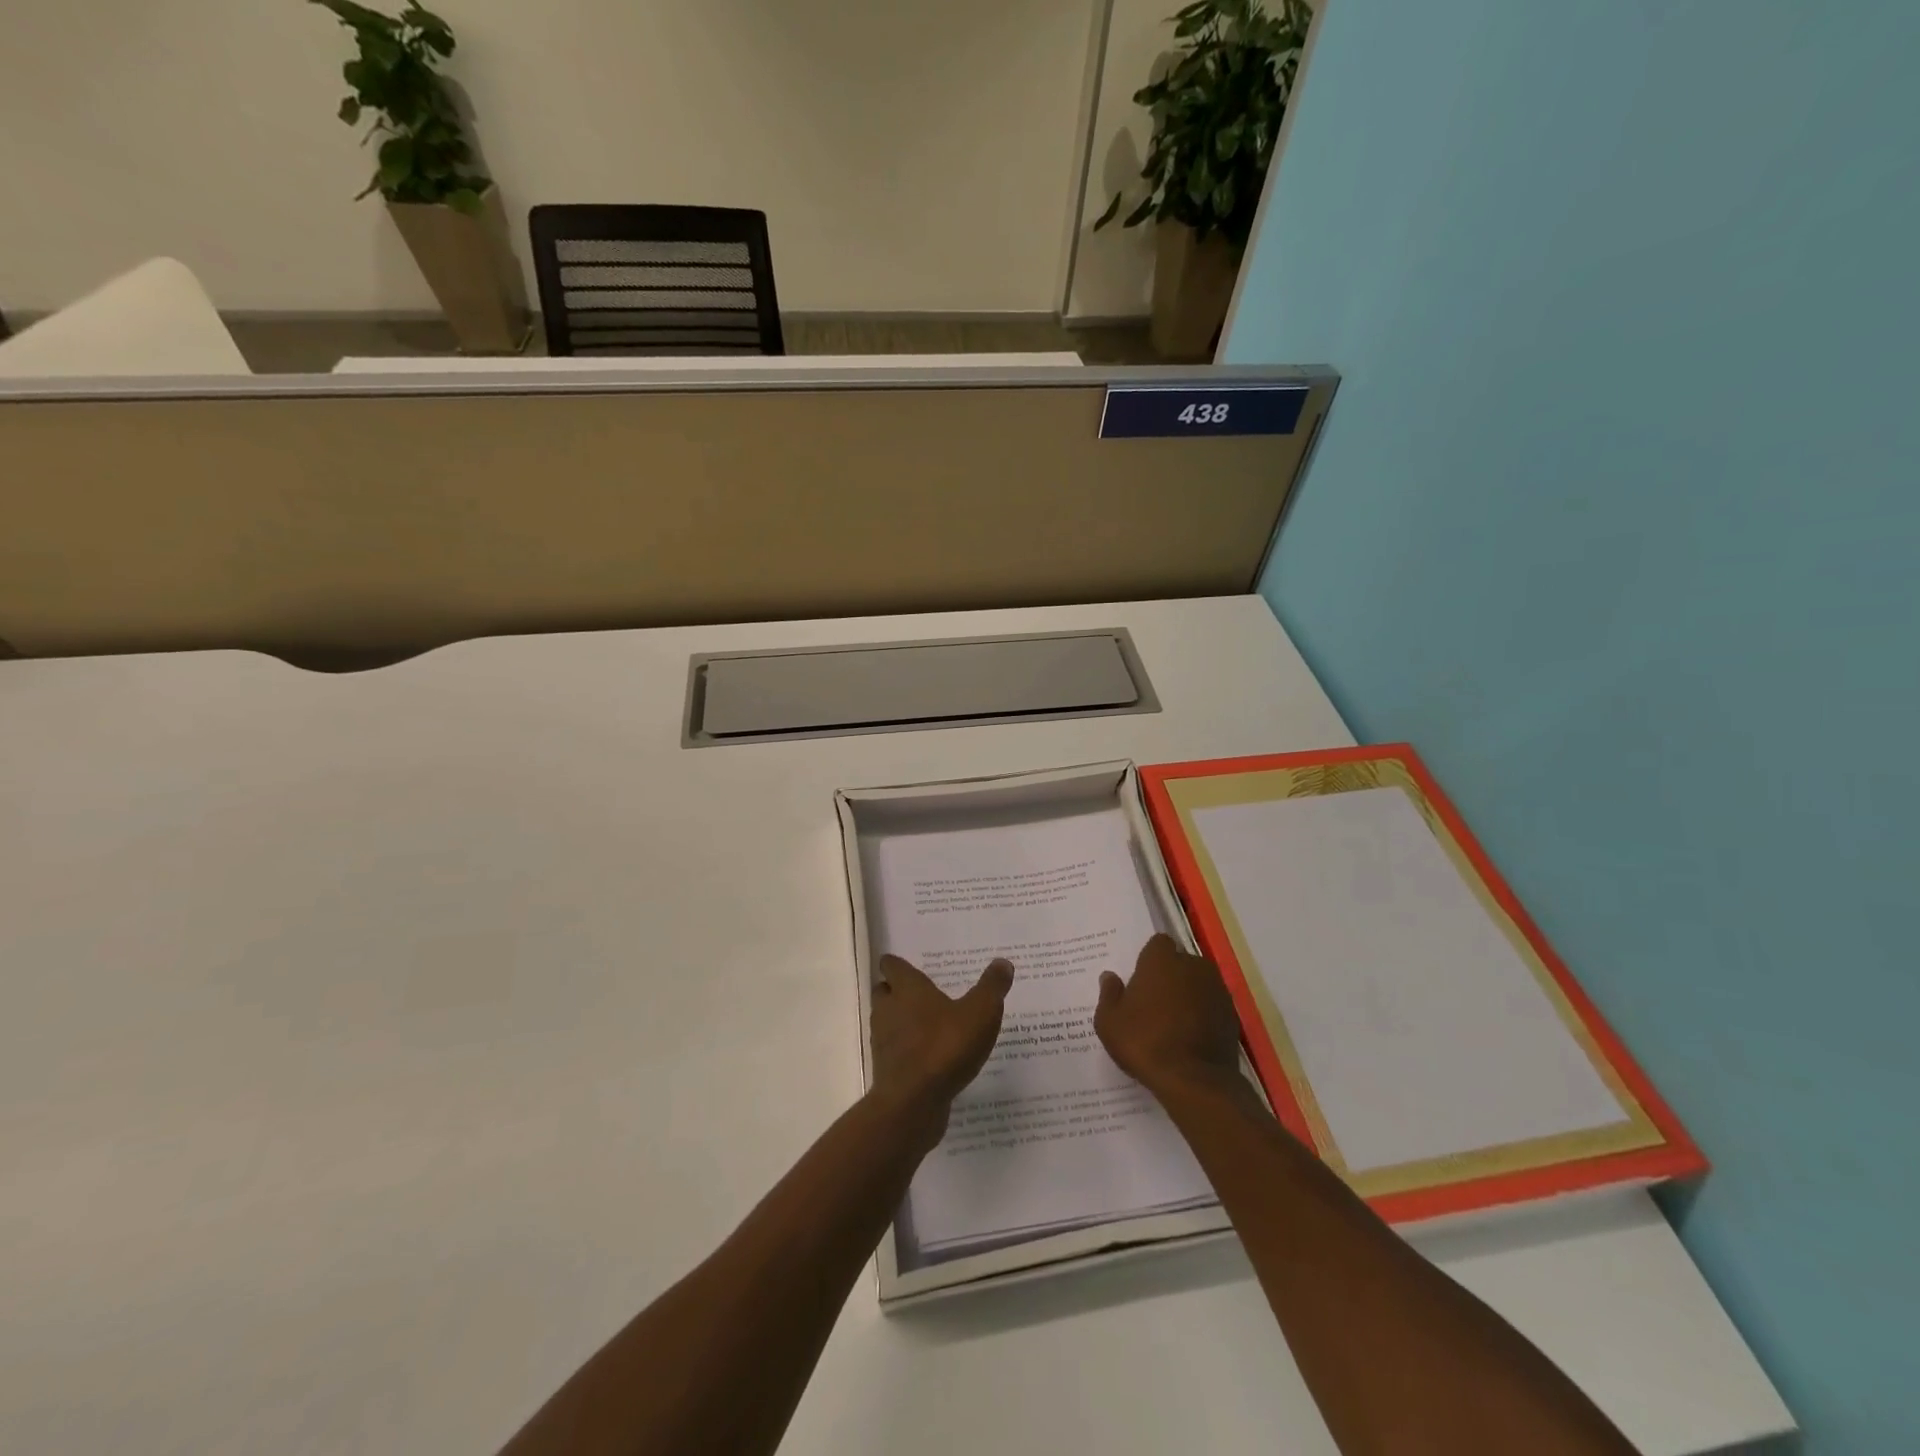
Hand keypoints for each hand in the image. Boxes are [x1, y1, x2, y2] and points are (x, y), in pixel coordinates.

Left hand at [870, 955, 1013, 1136]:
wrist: (914, 1102)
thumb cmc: (946, 1046)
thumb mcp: (981, 1013)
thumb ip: (992, 987)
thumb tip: (1003, 962)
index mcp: (907, 988)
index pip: (892, 966)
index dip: (896, 964)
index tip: (907, 965)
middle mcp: (889, 1009)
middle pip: (884, 992)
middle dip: (896, 991)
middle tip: (919, 994)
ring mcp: (884, 1041)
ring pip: (886, 1022)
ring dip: (900, 1021)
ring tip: (927, 1025)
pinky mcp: (886, 1070)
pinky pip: (894, 1051)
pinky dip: (905, 1050)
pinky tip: (928, 1058)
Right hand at [1095, 934, 1245, 1101]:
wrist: (1194, 1080)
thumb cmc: (1144, 1042)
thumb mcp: (1109, 1022)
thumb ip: (1109, 994)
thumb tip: (1110, 977)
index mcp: (1162, 960)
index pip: (1158, 943)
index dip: (1150, 959)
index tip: (1141, 980)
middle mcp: (1193, 965)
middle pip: (1180, 962)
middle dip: (1170, 975)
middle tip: (1154, 1002)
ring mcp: (1217, 989)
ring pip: (1199, 983)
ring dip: (1188, 994)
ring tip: (1174, 1022)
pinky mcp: (1232, 1014)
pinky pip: (1212, 1005)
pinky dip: (1204, 1014)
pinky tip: (1191, 1036)